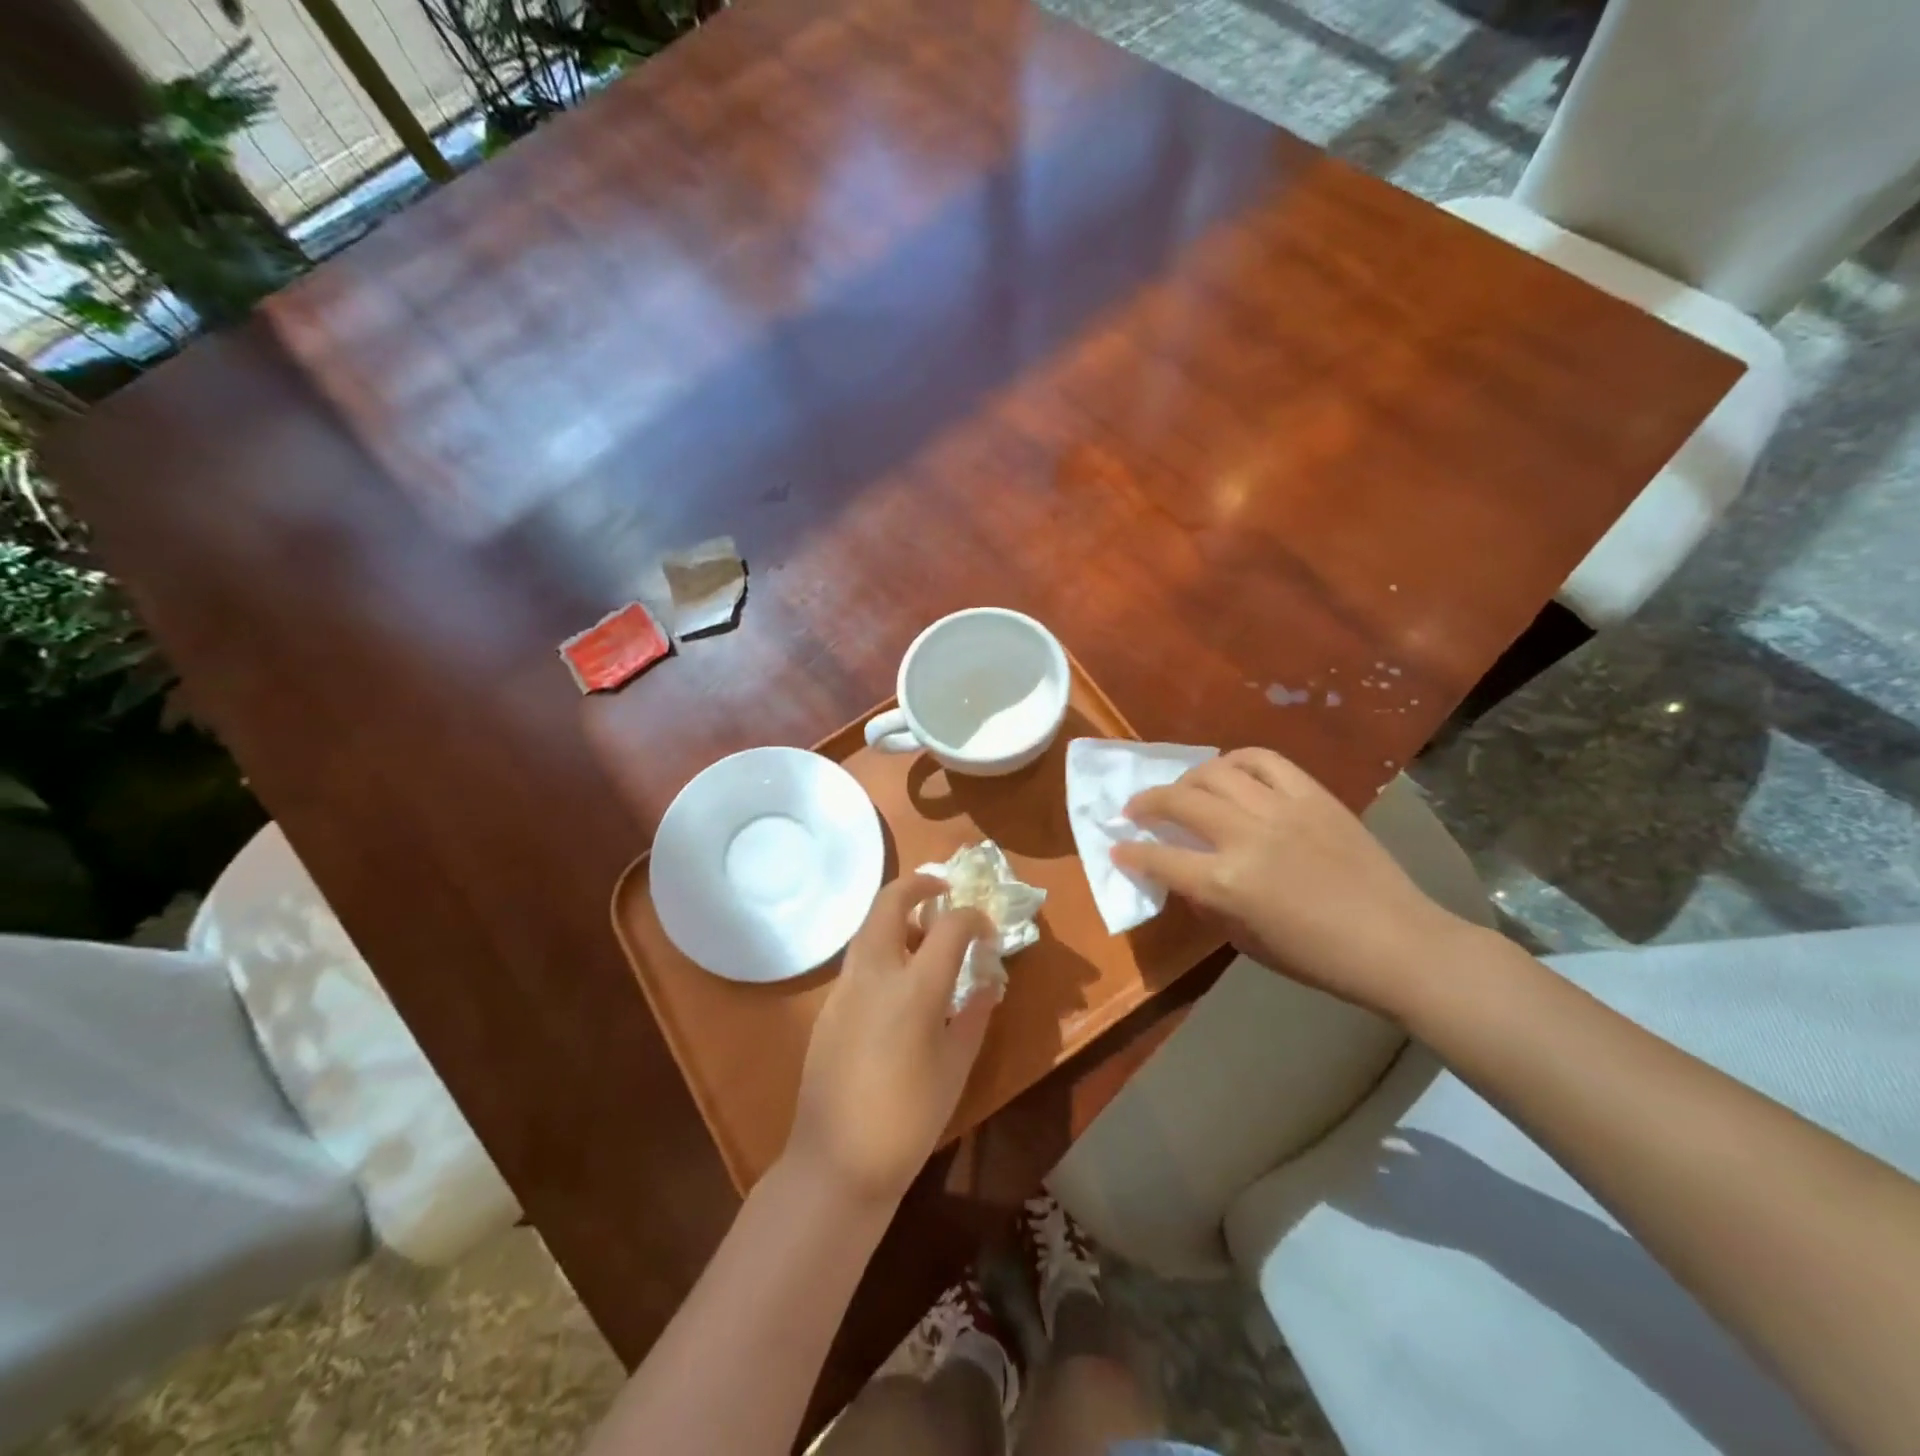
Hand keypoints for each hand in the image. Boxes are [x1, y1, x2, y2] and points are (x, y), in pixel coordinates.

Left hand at [784, 874, 994, 1208]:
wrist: (837, 1162)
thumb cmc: (909, 1118)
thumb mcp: (955, 1067)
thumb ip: (973, 1015)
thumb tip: (986, 984)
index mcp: (914, 988)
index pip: (950, 926)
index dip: (974, 919)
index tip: (986, 932)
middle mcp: (875, 973)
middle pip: (889, 902)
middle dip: (917, 884)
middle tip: (942, 890)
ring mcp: (844, 986)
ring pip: (868, 926)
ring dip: (896, 914)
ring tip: (923, 934)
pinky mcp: (828, 1005)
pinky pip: (858, 958)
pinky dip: (881, 947)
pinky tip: (897, 979)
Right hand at [1113, 748, 1478, 1019]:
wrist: (1395, 942)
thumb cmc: (1316, 958)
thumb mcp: (1245, 940)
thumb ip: (1207, 902)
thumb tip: (1183, 875)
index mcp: (1227, 883)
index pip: (1160, 857)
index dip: (1131, 852)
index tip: (1118, 847)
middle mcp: (1247, 836)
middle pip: (1178, 802)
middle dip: (1145, 803)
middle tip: (1135, 810)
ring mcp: (1282, 809)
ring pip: (1215, 772)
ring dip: (1186, 779)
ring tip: (1182, 789)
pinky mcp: (1313, 795)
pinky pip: (1264, 760)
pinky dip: (1236, 760)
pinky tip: (1228, 772)